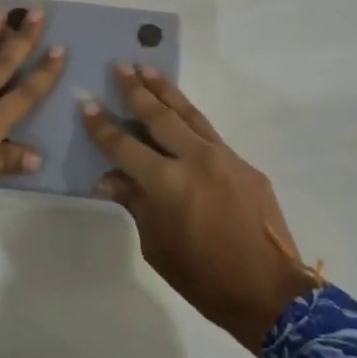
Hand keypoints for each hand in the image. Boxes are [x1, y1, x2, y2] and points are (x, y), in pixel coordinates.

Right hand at [83, 65, 317, 350]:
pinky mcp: (244, 164)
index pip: (125, 146)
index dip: (103, 127)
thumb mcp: (156, 245)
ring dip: (166, 91)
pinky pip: (210, 133)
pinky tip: (181, 111)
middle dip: (137, 90)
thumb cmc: (203, 277)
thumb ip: (135, 203)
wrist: (269, 291)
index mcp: (167, 183)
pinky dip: (191, 117)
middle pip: (159, 116)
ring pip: (189, 114)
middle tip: (121, 66)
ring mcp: (224, 157)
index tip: (87, 105)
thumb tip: (109, 178)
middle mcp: (195, 159)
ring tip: (148, 68)